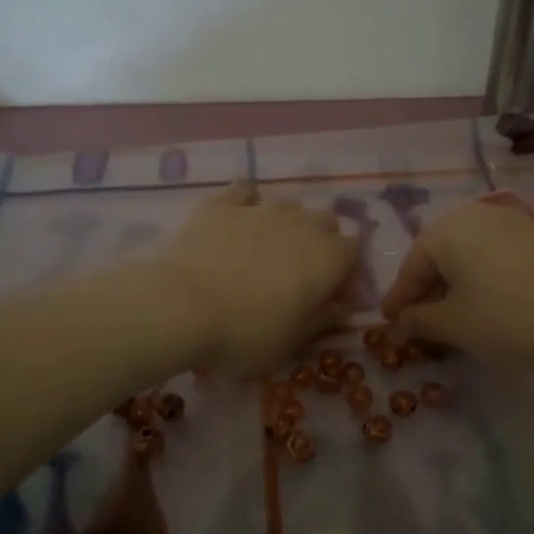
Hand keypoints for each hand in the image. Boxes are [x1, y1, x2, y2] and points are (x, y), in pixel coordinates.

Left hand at [158, 182, 357, 376]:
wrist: (181, 307)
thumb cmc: (246, 333)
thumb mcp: (291, 341)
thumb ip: (321, 320)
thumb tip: (341, 311)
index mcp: (328, 258)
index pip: (352, 253)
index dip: (345, 274)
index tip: (330, 299)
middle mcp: (302, 224)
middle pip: (325, 222)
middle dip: (320, 243)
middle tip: (300, 273)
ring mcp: (261, 209)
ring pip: (288, 205)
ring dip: (287, 224)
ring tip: (267, 249)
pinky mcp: (221, 204)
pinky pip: (245, 192)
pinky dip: (247, 205)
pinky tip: (238, 222)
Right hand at [381, 198, 533, 372]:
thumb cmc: (506, 320)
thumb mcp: (453, 325)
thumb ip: (419, 320)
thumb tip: (401, 322)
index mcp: (447, 230)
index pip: (412, 266)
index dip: (399, 298)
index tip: (389, 322)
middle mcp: (475, 215)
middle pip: (438, 253)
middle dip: (426, 288)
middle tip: (417, 320)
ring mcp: (510, 221)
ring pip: (466, 253)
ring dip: (453, 282)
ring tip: (449, 314)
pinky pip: (492, 254)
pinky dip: (479, 276)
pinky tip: (481, 301)